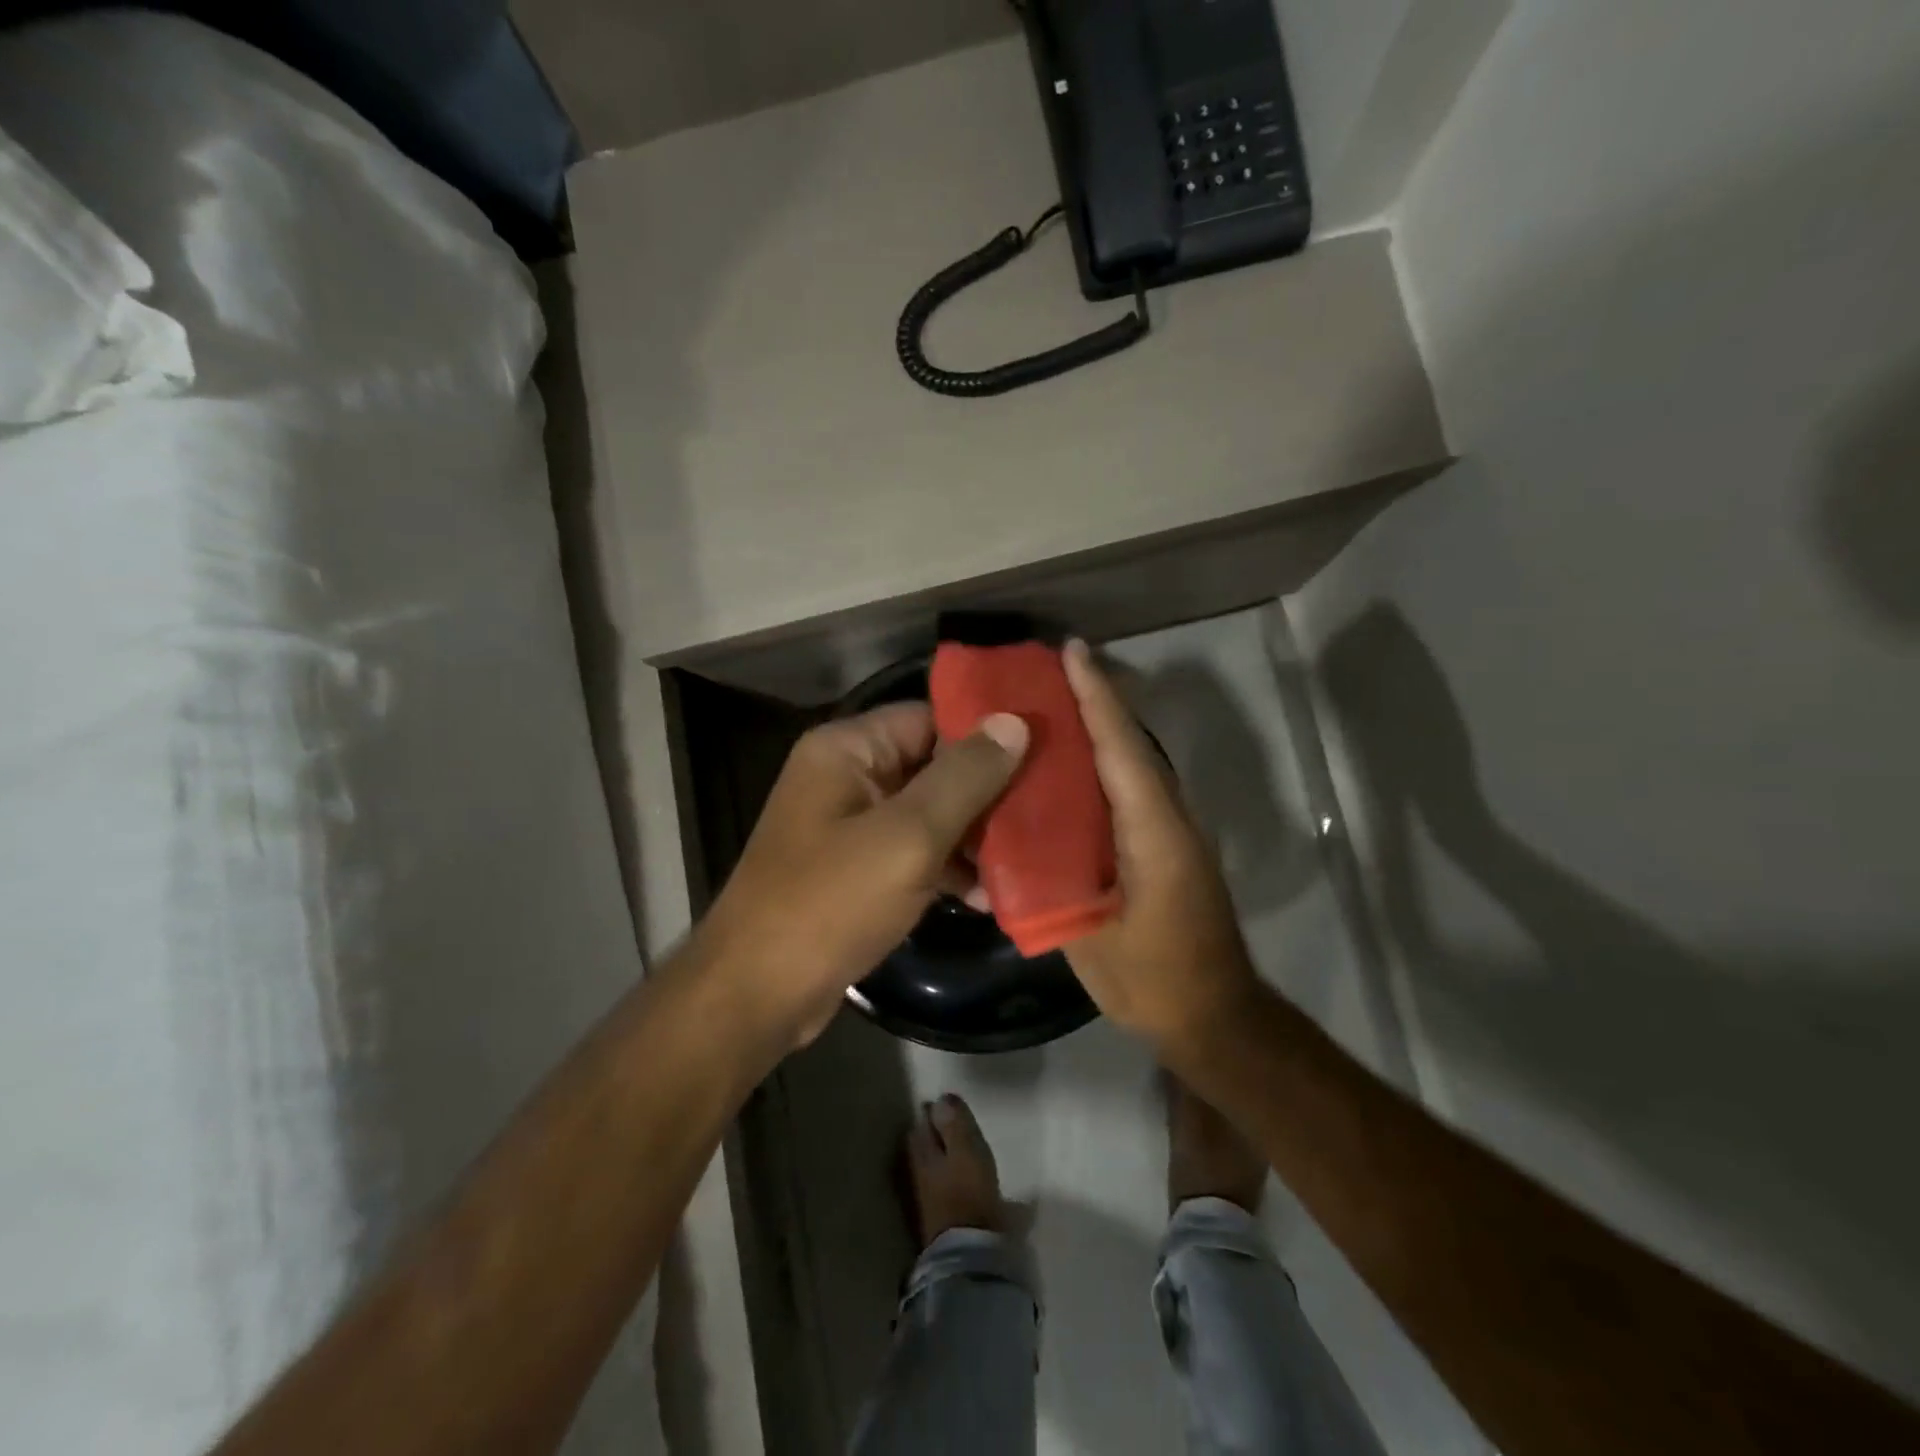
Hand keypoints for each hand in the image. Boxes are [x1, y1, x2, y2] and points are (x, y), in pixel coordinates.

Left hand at [699, 702, 1027, 1047]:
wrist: (758, 994)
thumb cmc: (831, 902)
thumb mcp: (909, 836)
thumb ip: (965, 777)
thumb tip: (1014, 721)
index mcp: (847, 749)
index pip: (929, 718)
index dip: (985, 733)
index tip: (1045, 751)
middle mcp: (846, 777)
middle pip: (932, 766)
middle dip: (987, 791)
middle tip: (1047, 809)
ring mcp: (849, 826)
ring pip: (928, 813)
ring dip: (973, 836)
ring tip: (1029, 857)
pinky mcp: (856, 870)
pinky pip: (913, 852)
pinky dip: (947, 869)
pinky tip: (989, 895)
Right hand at [1061, 640, 1261, 1056]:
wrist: (1214, 1016)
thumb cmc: (1156, 980)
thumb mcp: (1093, 938)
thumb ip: (1051, 885)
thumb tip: (1006, 844)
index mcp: (1154, 831)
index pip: (1121, 749)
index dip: (1095, 698)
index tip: (1070, 653)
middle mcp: (1168, 817)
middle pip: (1127, 745)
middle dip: (1091, 702)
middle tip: (1042, 671)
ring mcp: (1169, 832)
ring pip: (1129, 765)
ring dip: (1094, 731)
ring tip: (1045, 707)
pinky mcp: (1162, 848)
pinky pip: (1126, 793)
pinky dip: (1097, 769)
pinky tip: (1060, 771)